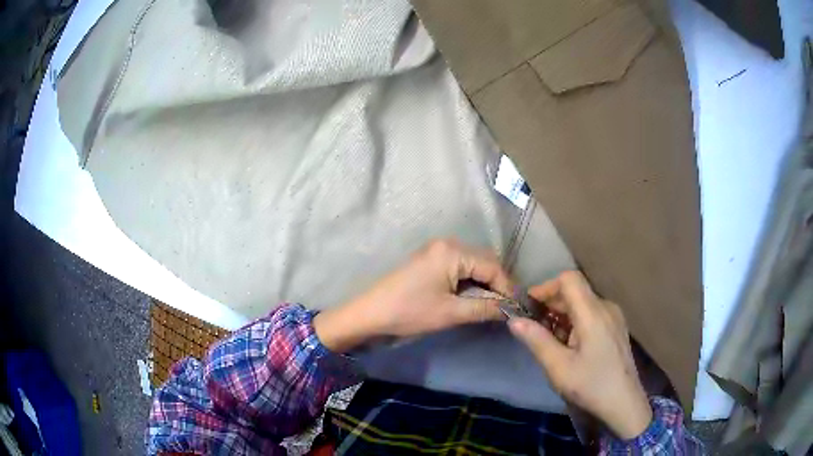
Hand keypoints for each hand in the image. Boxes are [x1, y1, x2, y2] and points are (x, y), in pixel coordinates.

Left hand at [314, 239, 511, 351]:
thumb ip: (484, 308)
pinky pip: (459, 267)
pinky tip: (473, 297)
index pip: (493, 266)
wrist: (370, 313)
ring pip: (473, 264)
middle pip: (484, 261)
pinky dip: (469, 281)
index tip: (516, 308)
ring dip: (484, 283)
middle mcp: (447, 244)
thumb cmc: (410, 312)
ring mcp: (436, 250)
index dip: (507, 288)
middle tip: (505, 307)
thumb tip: (510, 310)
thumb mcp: (451, 313)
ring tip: (492, 305)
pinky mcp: (430, 260)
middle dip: (497, 284)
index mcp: (452, 251)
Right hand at [508, 271, 652, 439]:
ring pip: (583, 303)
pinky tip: (568, 344)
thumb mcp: (558, 367)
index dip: (546, 288)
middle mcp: (606, 307)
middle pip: (575, 291)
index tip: (529, 307)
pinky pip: (592, 313)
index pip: (569, 279)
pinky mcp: (616, 327)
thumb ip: (536, 340)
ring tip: (549, 339)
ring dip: (562, 314)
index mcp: (593, 313)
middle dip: (551, 304)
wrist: (623, 403)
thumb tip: (514, 320)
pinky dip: (575, 321)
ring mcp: (614, 317)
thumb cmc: (590, 385)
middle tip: (533, 327)